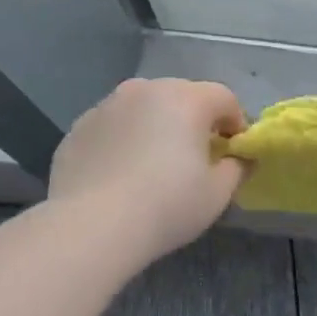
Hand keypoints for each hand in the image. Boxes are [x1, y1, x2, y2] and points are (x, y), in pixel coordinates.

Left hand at [49, 78, 246, 257]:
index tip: (233, 151)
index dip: (235, 123)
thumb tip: (238, 159)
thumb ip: (236, 168)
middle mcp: (146, 89)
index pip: (223, 98)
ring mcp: (107, 104)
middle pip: (182, 96)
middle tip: (195, 156)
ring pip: (143, 107)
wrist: (91, 226)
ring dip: (155, 126)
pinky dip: (123, 140)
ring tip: (153, 164)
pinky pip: (113, 126)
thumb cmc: (166, 206)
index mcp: (186, 99)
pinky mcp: (78, 126)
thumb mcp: (217, 194)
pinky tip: (120, 173)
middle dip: (194, 120)